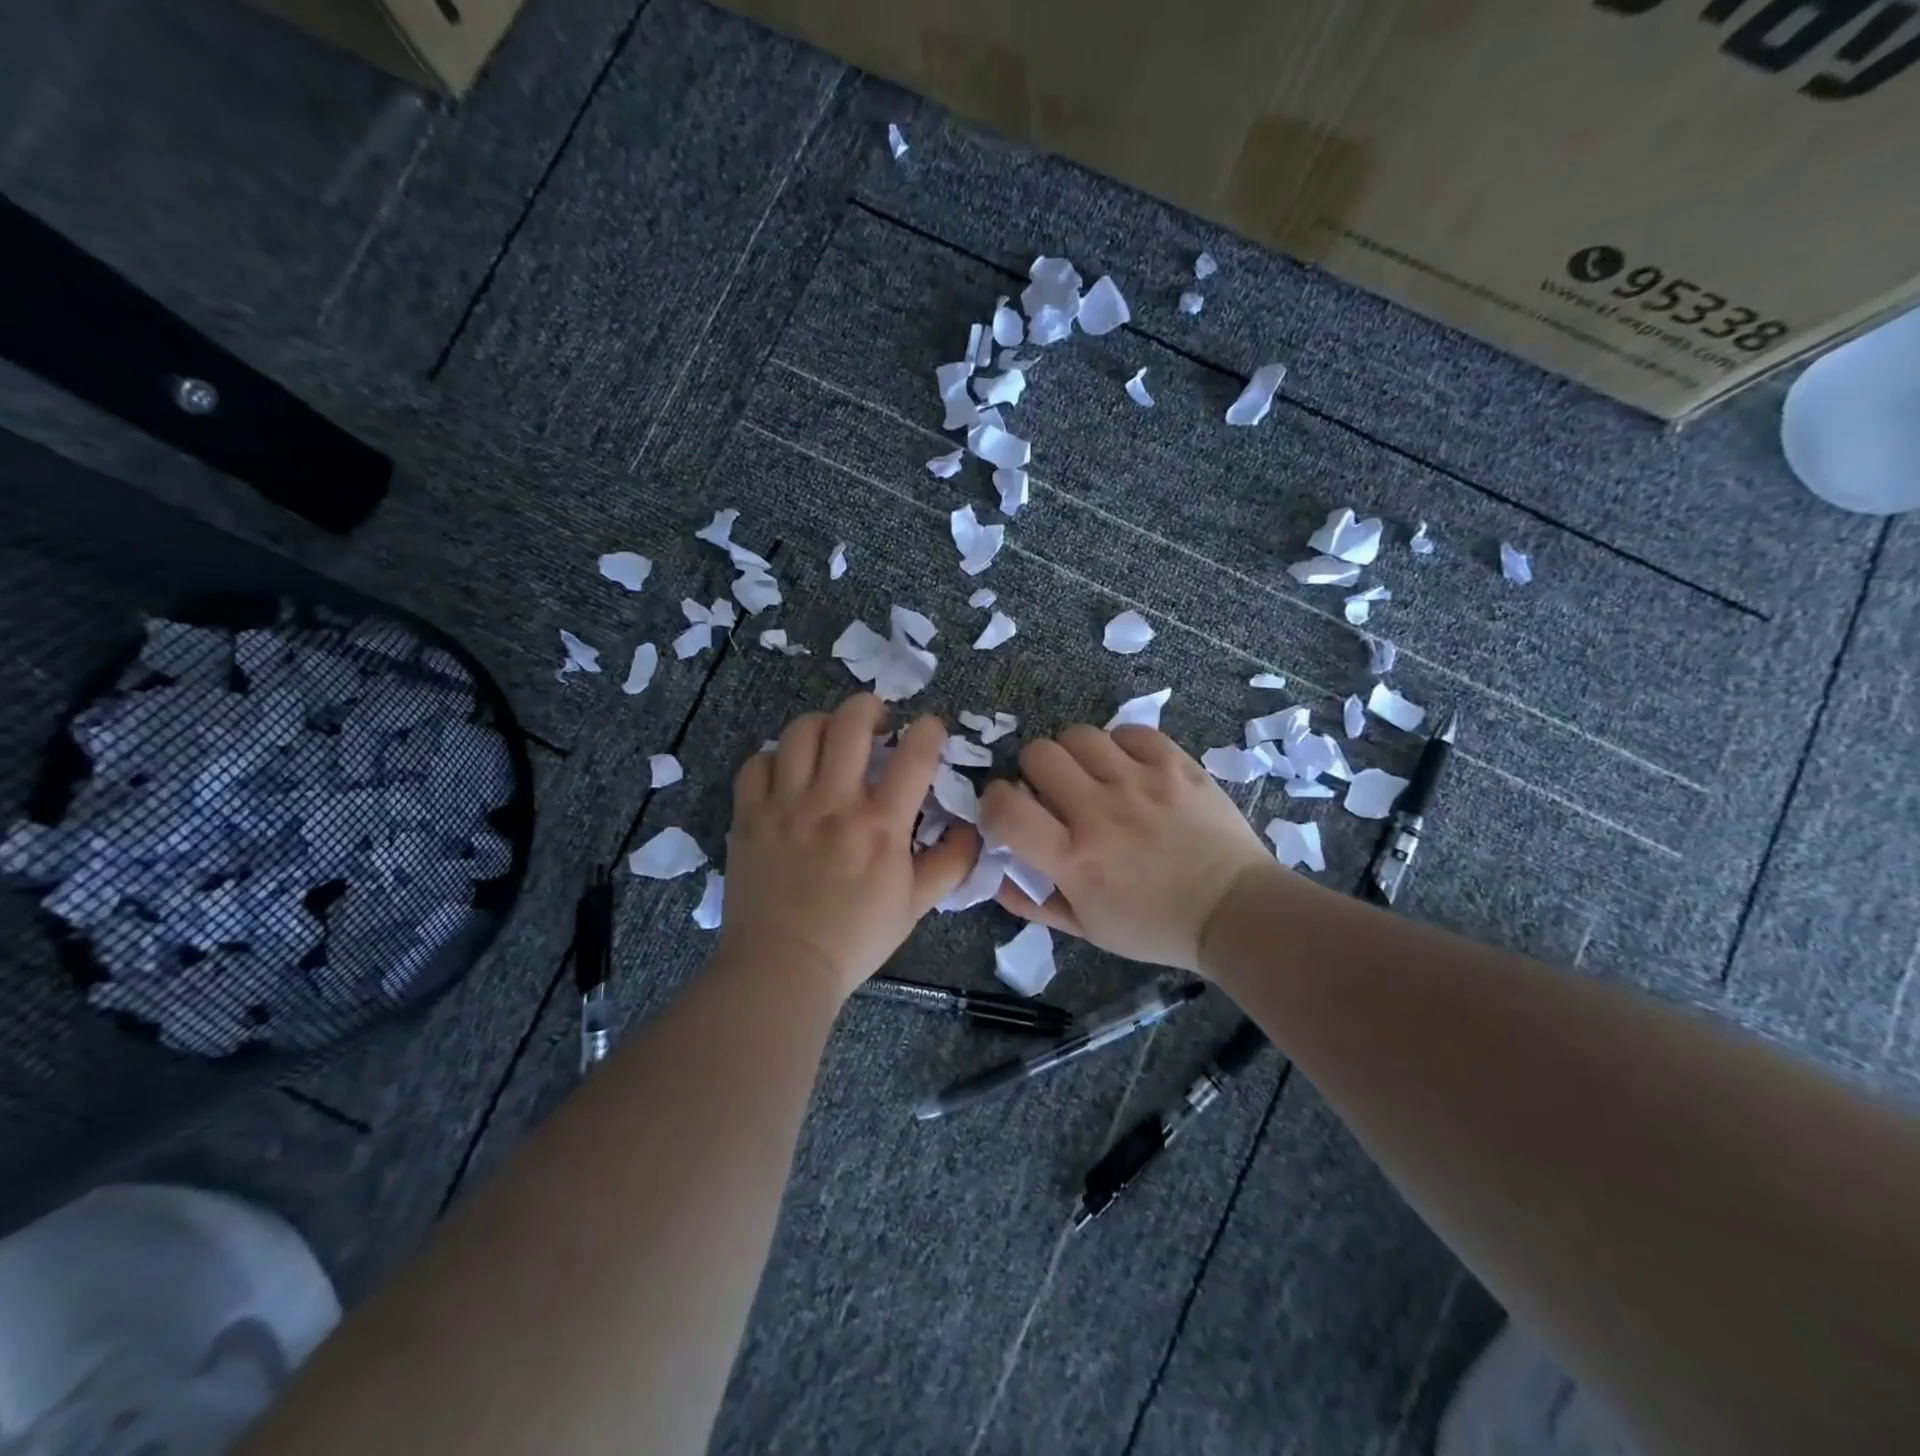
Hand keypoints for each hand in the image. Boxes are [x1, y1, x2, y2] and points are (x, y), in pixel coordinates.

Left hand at [719, 694, 978, 999]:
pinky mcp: (749, 816)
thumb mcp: (915, 906)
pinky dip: (775, 757)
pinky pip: (758, 763)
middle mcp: (833, 803)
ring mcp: (786, 806)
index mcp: (880, 826)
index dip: (928, 730)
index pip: (913, 755)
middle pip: (851, 723)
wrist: (782, 968)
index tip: (929, 728)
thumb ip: (950, 864)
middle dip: (871, 706)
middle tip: (878, 719)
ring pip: (801, 732)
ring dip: (823, 724)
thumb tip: (974, 830)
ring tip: (831, 738)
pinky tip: (787, 771)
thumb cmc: (855, 939)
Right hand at [979, 724, 1276, 973]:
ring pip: (1079, 734)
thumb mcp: (1085, 929)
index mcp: (1073, 857)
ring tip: (1092, 774)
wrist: (1234, 912)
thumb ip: (1031, 902)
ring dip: (1075, 754)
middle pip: (1038, 753)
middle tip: (1053, 790)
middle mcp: (1100, 811)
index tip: (1008, 810)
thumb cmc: (1155, 927)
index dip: (993, 802)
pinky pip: (1129, 731)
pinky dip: (1120, 746)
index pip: (1004, 807)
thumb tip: (994, 872)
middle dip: (1034, 770)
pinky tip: (1129, 768)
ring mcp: (1140, 782)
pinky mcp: (1175, 765)